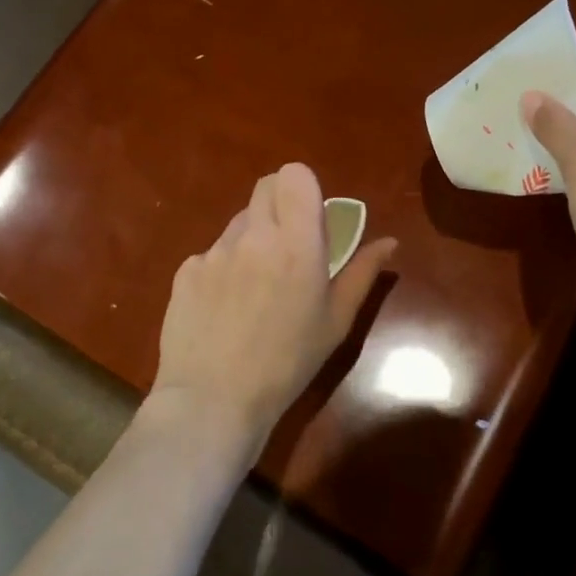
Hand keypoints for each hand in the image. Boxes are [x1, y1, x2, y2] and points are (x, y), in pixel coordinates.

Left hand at [151, 163, 395, 453]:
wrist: (213, 400)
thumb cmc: (288, 363)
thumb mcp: (336, 322)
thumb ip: (363, 273)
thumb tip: (388, 242)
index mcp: (297, 243)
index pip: (294, 175)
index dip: (303, 189)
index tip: (311, 218)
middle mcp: (254, 234)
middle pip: (265, 186)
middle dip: (280, 204)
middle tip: (288, 245)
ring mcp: (215, 250)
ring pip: (239, 221)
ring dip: (253, 238)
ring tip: (256, 286)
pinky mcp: (186, 269)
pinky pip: (212, 252)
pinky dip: (224, 267)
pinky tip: (225, 307)